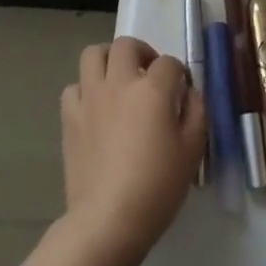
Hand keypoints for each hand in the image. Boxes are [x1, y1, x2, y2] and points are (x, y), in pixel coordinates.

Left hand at [60, 37, 204, 265]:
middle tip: (148, 75)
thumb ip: (196, 113)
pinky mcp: (69, 117)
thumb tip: (189, 93)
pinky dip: (85, 90)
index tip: (181, 91)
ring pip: (93, 54)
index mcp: (152, 89)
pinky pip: (74, 87)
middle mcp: (119, 82)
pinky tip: (95, 108)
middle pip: (126, 45)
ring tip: (118, 80)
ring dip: (108, 60)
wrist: (108, 220)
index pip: (169, 63)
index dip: (178, 74)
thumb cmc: (157, 187)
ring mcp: (90, 97)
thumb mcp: (192, 152)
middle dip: (142, 53)